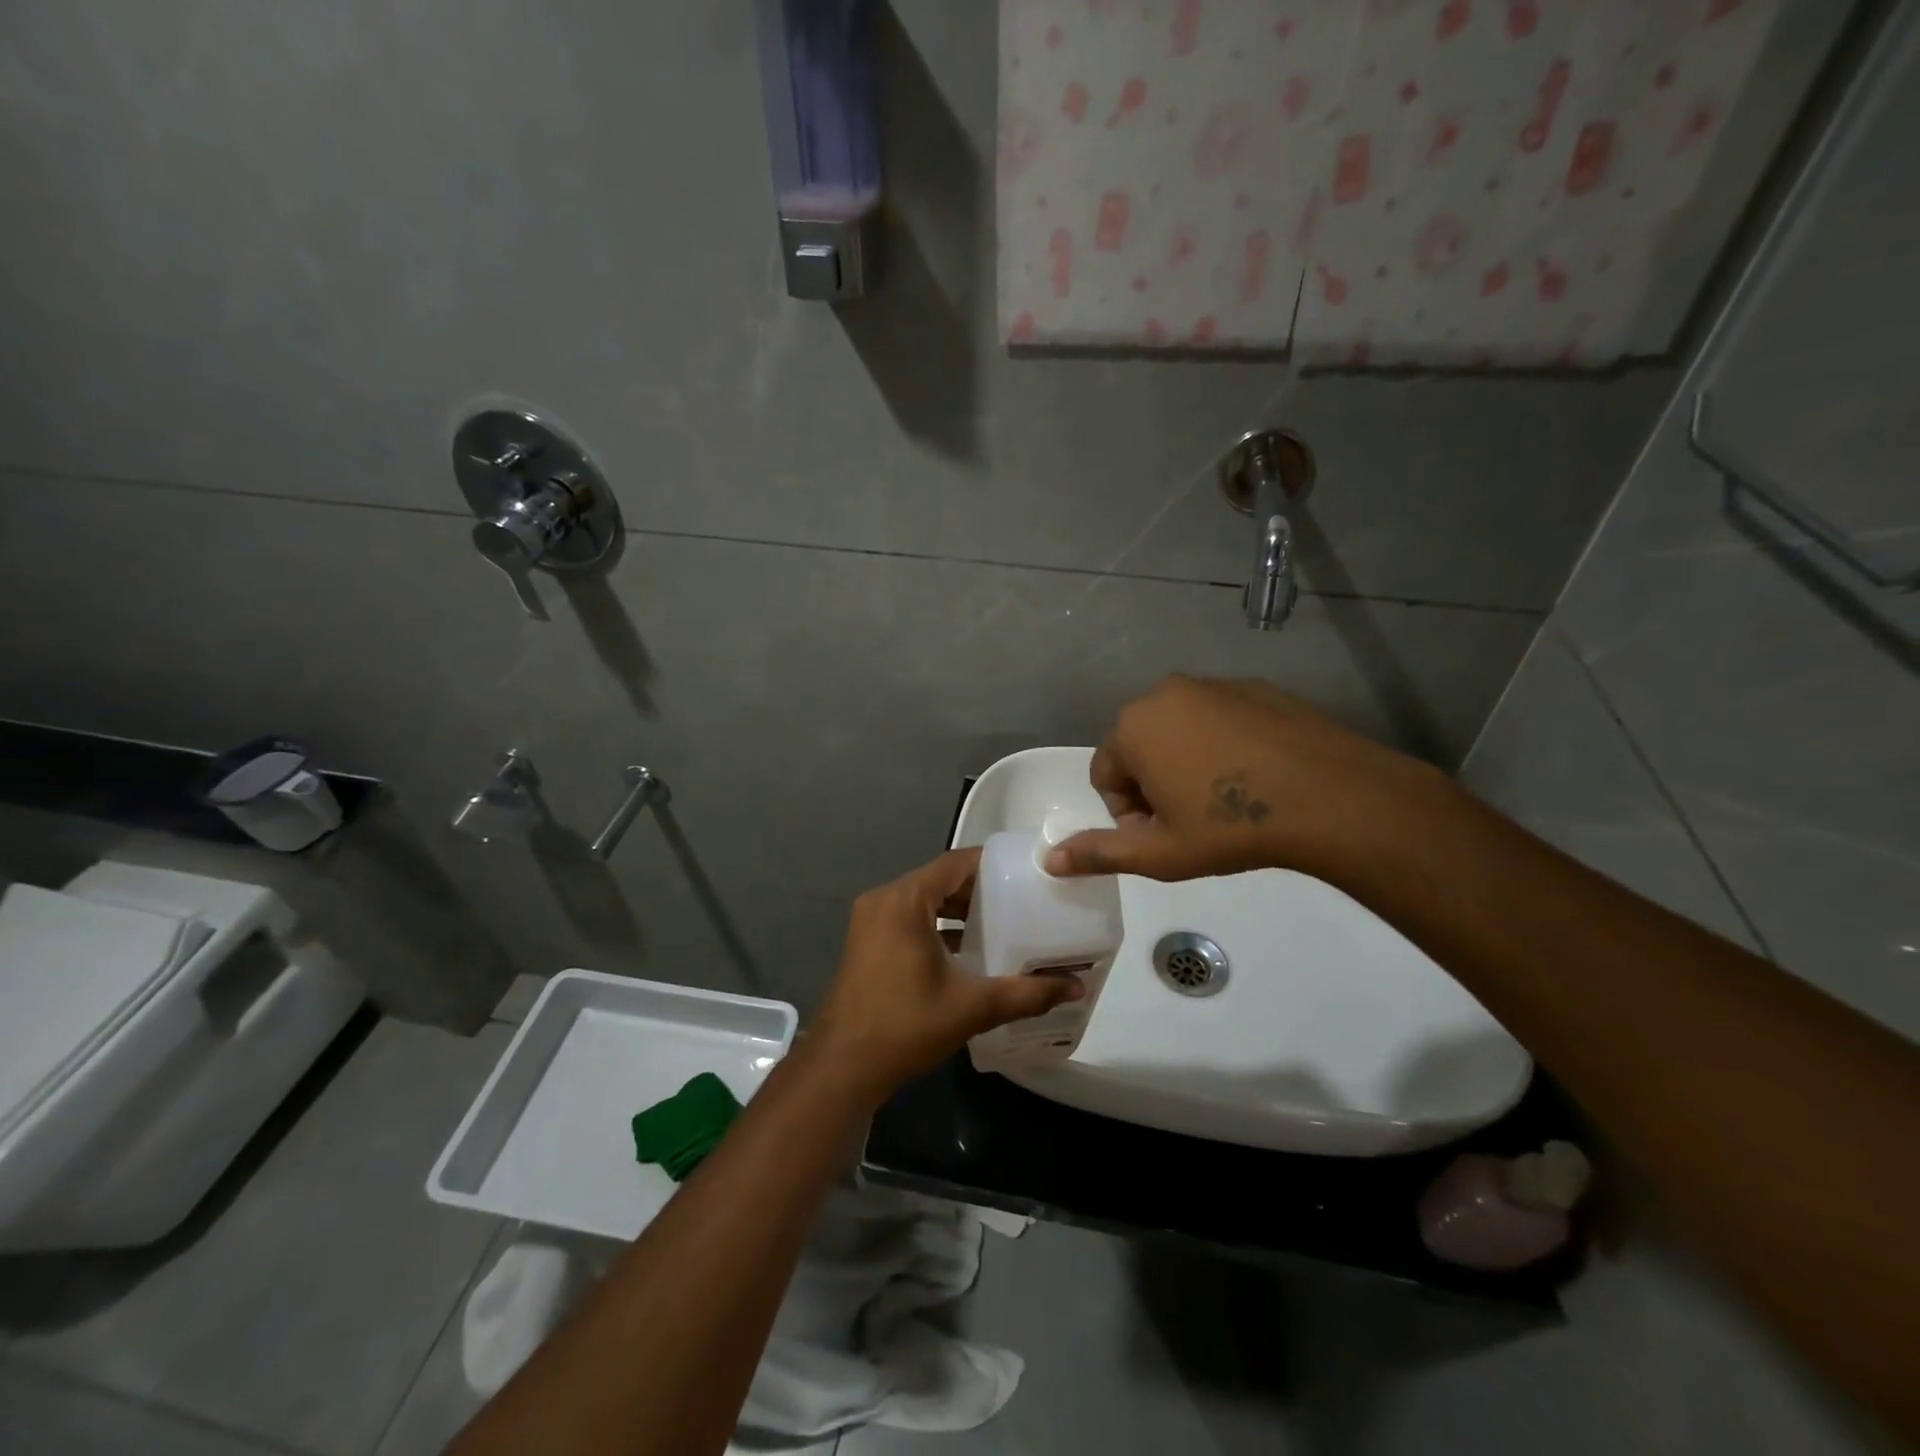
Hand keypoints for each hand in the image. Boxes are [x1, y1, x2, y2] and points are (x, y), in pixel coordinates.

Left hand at [807, 849, 1084, 1103]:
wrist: (842, 1067)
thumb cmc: (905, 1026)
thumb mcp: (971, 1006)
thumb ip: (1026, 993)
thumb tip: (1076, 986)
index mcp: (904, 900)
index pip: (955, 863)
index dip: (992, 863)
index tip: (1027, 872)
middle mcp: (884, 899)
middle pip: (940, 879)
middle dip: (980, 888)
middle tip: (1023, 898)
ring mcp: (871, 920)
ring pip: (924, 899)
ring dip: (959, 908)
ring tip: (1003, 921)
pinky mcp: (867, 941)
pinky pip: (910, 917)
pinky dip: (938, 924)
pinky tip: (968, 948)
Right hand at [1045, 675, 1456, 882]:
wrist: (1331, 797)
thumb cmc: (1231, 827)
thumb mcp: (1160, 853)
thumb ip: (1100, 853)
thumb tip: (1049, 861)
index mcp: (1133, 727)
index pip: (1104, 774)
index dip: (1126, 812)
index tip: (1163, 835)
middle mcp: (1164, 693)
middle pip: (1137, 746)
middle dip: (1152, 784)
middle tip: (1190, 820)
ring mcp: (1213, 685)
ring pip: (1177, 730)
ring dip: (1184, 763)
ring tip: (1223, 799)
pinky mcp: (1255, 687)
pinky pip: (1217, 719)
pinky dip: (1221, 745)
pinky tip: (1253, 776)